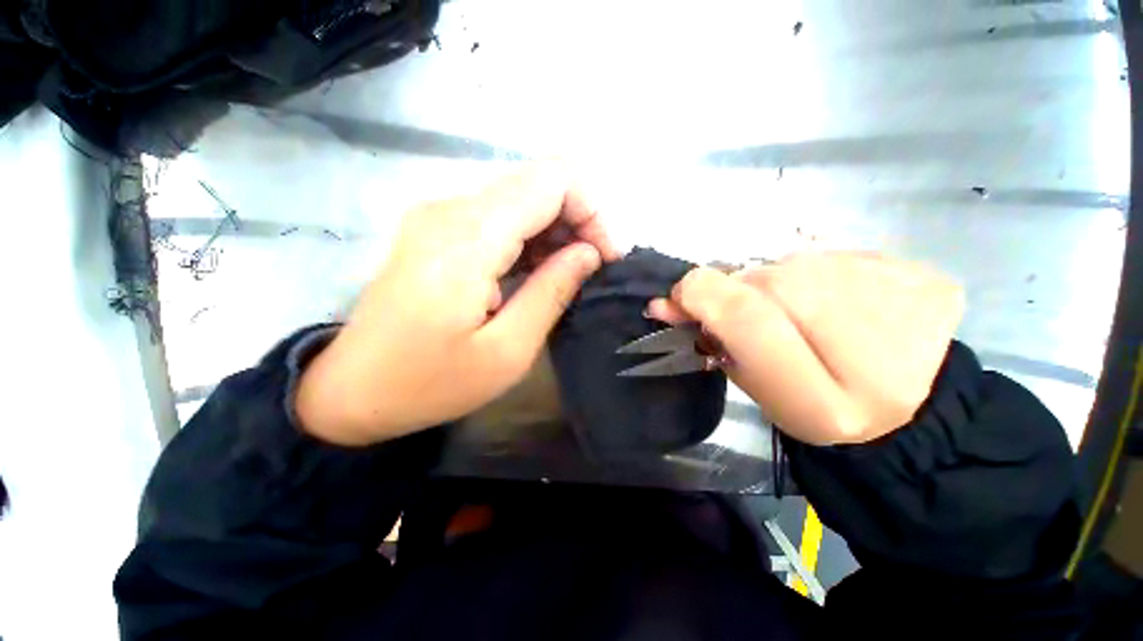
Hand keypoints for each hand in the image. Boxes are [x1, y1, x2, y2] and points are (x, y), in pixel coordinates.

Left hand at [297, 167, 619, 445]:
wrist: (353, 390)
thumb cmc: (430, 382)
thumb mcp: (507, 350)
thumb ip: (552, 291)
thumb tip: (589, 253)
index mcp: (469, 237)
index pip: (551, 180)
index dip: (591, 210)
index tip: (606, 257)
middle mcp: (452, 209)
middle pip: (538, 183)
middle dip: (578, 220)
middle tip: (593, 269)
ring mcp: (440, 216)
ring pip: (521, 198)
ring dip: (556, 230)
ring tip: (569, 275)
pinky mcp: (437, 230)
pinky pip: (499, 217)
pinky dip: (530, 238)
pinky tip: (538, 271)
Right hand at [648, 252, 963, 444]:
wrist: (908, 411)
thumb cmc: (816, 409)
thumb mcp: (754, 385)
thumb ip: (713, 337)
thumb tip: (666, 300)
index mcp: (824, 401)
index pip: (747, 318)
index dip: (702, 296)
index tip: (678, 296)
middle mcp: (875, 356)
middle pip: (776, 281)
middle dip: (746, 290)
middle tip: (752, 312)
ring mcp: (911, 310)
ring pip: (805, 262)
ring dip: (783, 281)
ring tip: (802, 310)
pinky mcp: (928, 280)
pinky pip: (843, 254)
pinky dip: (824, 274)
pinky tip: (842, 302)